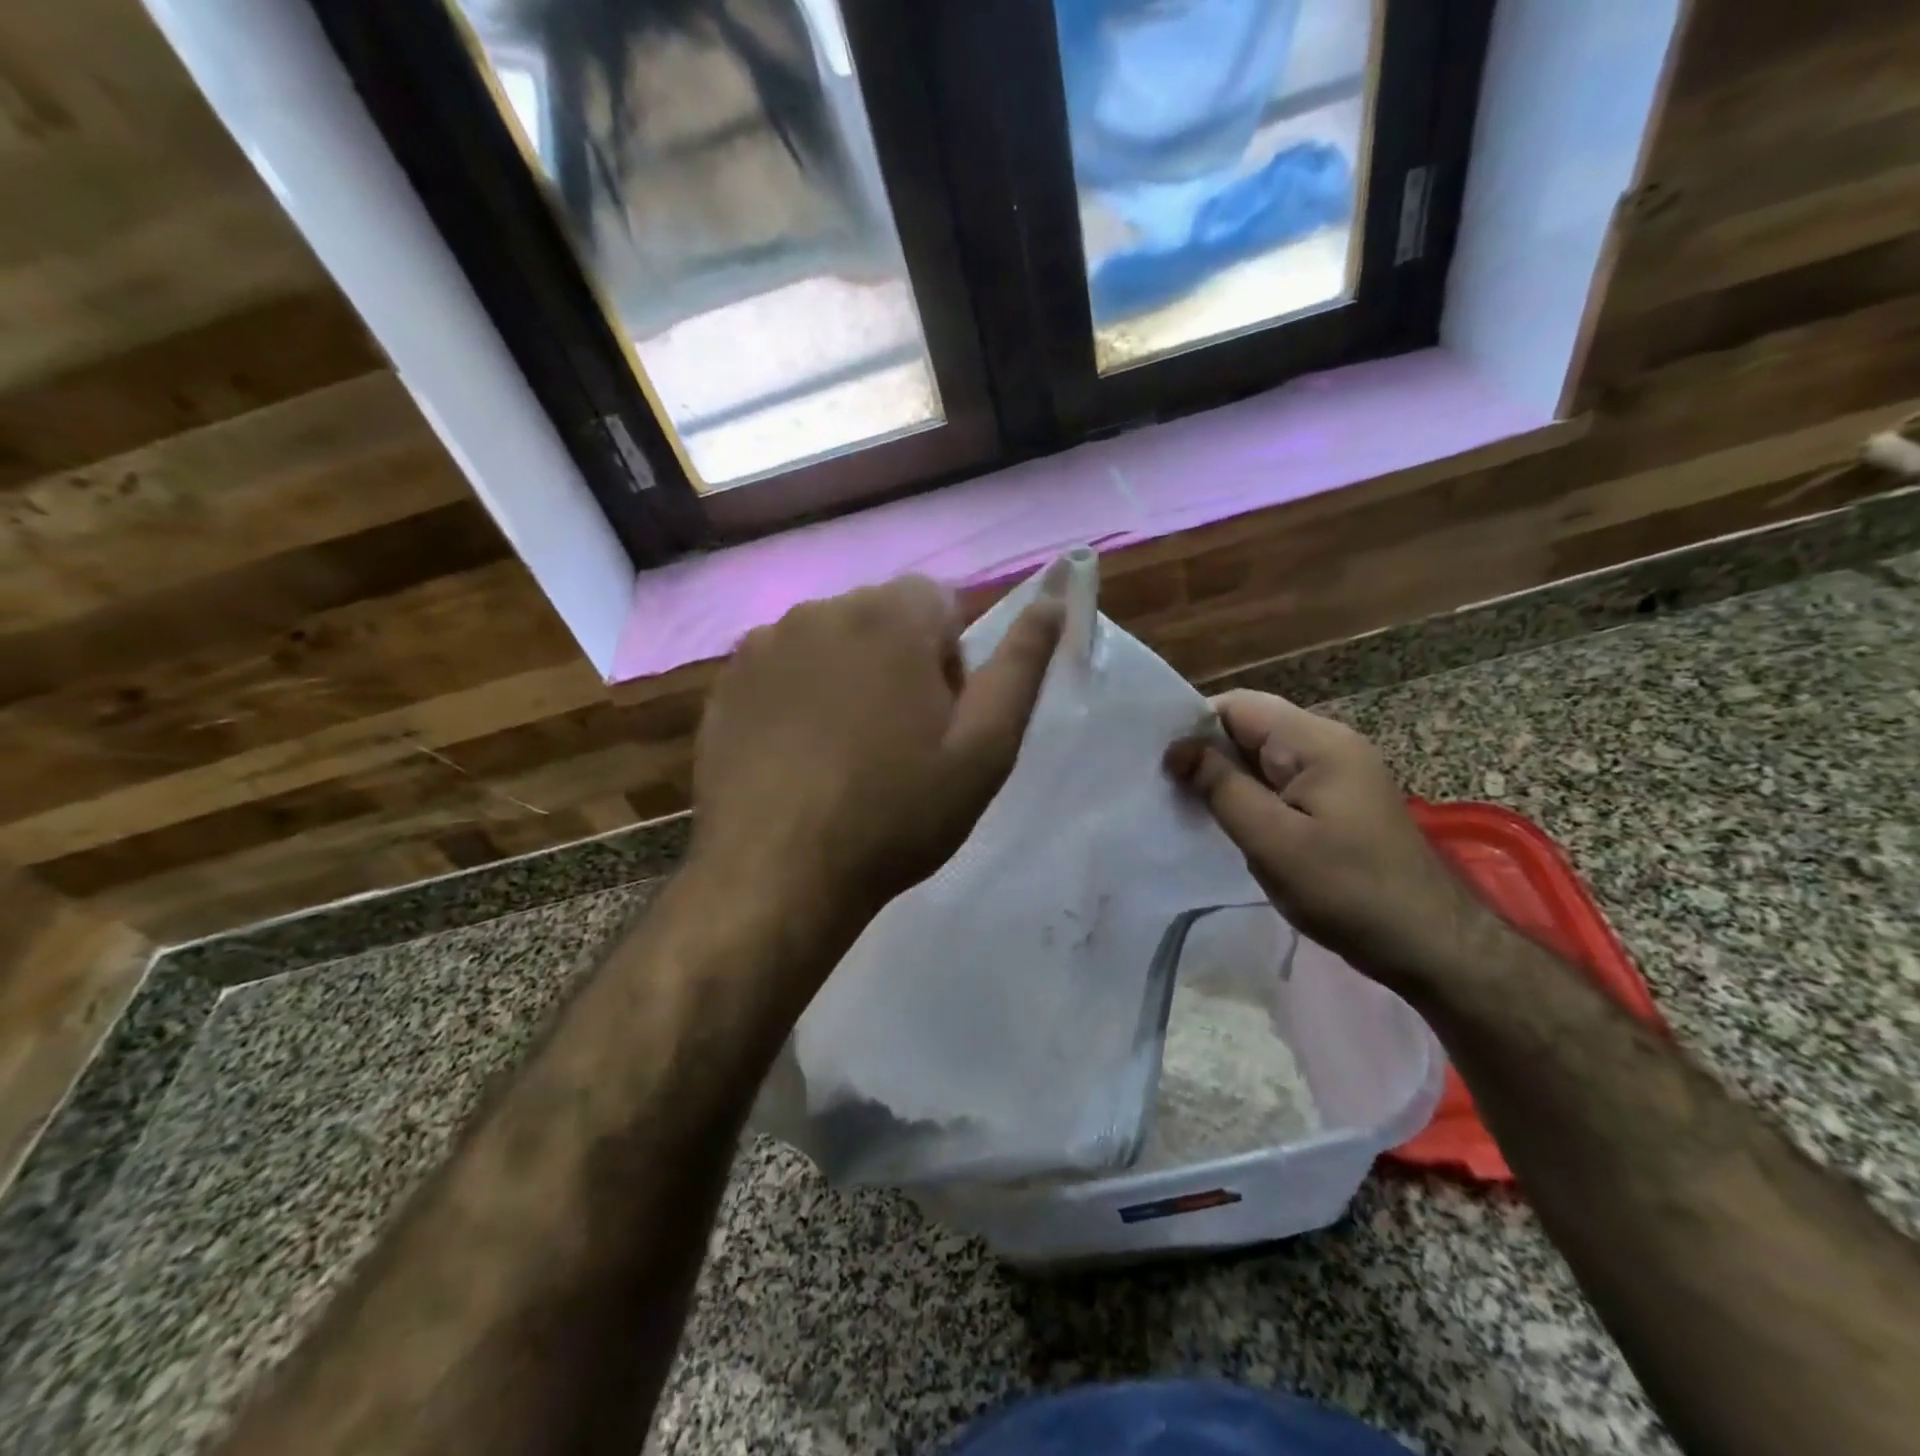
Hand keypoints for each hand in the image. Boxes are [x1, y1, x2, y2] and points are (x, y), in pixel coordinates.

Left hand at [691, 573, 1063, 937]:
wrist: (777, 875)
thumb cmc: (896, 813)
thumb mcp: (984, 748)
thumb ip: (1022, 665)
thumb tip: (1055, 599)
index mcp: (890, 616)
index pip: (939, 603)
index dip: (950, 659)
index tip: (939, 719)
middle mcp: (821, 609)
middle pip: (881, 618)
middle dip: (899, 663)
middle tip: (897, 743)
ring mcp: (764, 644)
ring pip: (829, 644)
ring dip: (846, 679)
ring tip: (843, 755)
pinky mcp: (726, 683)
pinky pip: (781, 672)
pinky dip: (797, 699)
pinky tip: (797, 759)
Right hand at [1165, 690, 1489, 994]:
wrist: (1430, 944)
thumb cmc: (1346, 890)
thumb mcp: (1272, 840)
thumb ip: (1221, 788)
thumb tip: (1178, 748)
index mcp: (1317, 742)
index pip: (1239, 706)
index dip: (1195, 726)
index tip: (1161, 762)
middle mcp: (1330, 745)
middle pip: (1251, 728)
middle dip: (1208, 754)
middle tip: (1168, 789)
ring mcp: (1338, 773)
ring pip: (1263, 758)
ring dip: (1228, 778)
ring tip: (1191, 807)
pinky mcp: (1339, 801)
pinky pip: (1281, 783)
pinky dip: (1251, 796)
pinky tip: (1232, 824)